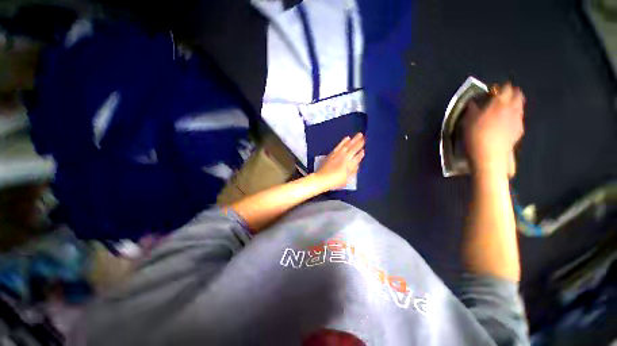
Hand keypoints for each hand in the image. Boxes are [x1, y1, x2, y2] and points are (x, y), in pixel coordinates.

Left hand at [315, 133, 364, 189]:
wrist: (322, 178)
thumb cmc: (335, 181)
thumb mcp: (347, 179)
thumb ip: (353, 171)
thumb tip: (357, 164)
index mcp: (350, 164)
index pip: (358, 157)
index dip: (361, 153)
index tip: (364, 149)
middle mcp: (345, 157)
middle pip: (354, 148)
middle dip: (360, 142)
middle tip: (364, 136)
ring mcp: (338, 154)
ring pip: (347, 145)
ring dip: (354, 139)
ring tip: (359, 135)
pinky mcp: (332, 153)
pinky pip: (340, 145)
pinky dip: (344, 141)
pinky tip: (347, 138)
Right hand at [463, 82, 524, 174]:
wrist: (489, 155)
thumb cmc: (476, 136)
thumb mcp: (467, 121)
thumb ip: (472, 109)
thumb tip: (473, 102)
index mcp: (499, 103)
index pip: (506, 88)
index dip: (500, 87)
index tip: (493, 91)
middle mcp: (512, 108)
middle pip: (518, 94)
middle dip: (511, 93)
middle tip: (502, 97)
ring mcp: (518, 119)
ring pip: (520, 106)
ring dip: (514, 104)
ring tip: (504, 110)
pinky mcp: (519, 130)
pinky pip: (519, 118)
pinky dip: (514, 117)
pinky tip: (506, 124)